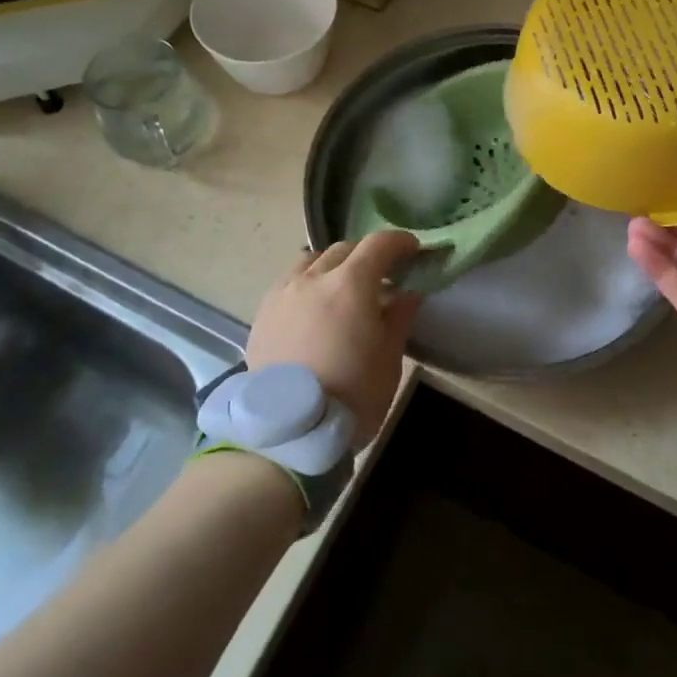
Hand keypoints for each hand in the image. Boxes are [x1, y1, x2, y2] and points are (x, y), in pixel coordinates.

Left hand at [245, 232, 423, 446]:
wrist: (289, 433)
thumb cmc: (352, 395)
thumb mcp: (389, 358)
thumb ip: (400, 316)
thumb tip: (408, 291)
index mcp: (350, 284)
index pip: (378, 245)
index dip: (399, 242)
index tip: (413, 251)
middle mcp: (313, 278)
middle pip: (344, 249)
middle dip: (367, 254)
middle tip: (382, 274)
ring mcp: (283, 293)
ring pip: (311, 261)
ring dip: (333, 265)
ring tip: (342, 287)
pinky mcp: (262, 314)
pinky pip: (288, 283)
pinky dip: (307, 283)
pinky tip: (313, 307)